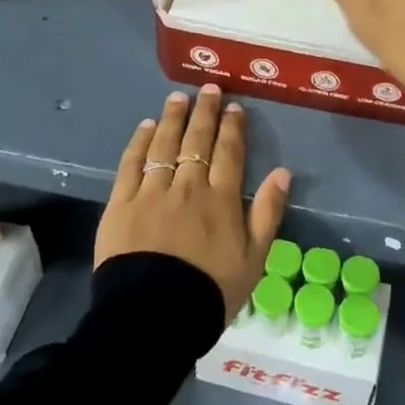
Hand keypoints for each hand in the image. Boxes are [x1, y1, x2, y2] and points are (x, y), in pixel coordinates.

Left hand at [97, 84, 292, 321]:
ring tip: (178, 97)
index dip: (232, 126)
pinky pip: (131, 164)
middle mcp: (188, 186)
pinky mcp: (121, 204)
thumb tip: (283, 172)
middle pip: (197, 140)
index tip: (233, 106)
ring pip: (164, 145)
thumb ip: (268, 212)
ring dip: (173, 118)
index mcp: (221, 199)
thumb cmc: (210, 292)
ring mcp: (152, 192)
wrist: (154, 317)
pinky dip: (140, 142)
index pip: (229, 152)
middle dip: (204, 111)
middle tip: (208, 88)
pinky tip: (147, 126)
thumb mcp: (254, 259)